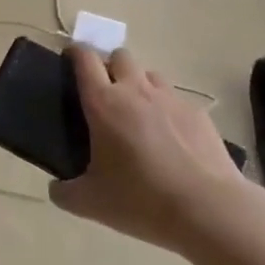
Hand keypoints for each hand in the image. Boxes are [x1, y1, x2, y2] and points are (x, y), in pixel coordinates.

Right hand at [51, 45, 251, 252]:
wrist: (208, 210)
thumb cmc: (140, 199)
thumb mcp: (89, 203)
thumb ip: (64, 192)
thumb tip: (56, 188)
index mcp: (103, 103)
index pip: (85, 59)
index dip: (75, 55)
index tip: (69, 63)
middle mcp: (135, 90)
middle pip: (120, 57)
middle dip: (110, 68)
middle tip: (106, 97)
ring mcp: (171, 99)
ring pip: (150, 75)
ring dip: (140, 86)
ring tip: (139, 117)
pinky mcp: (199, 114)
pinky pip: (176, 101)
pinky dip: (168, 111)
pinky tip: (171, 141)